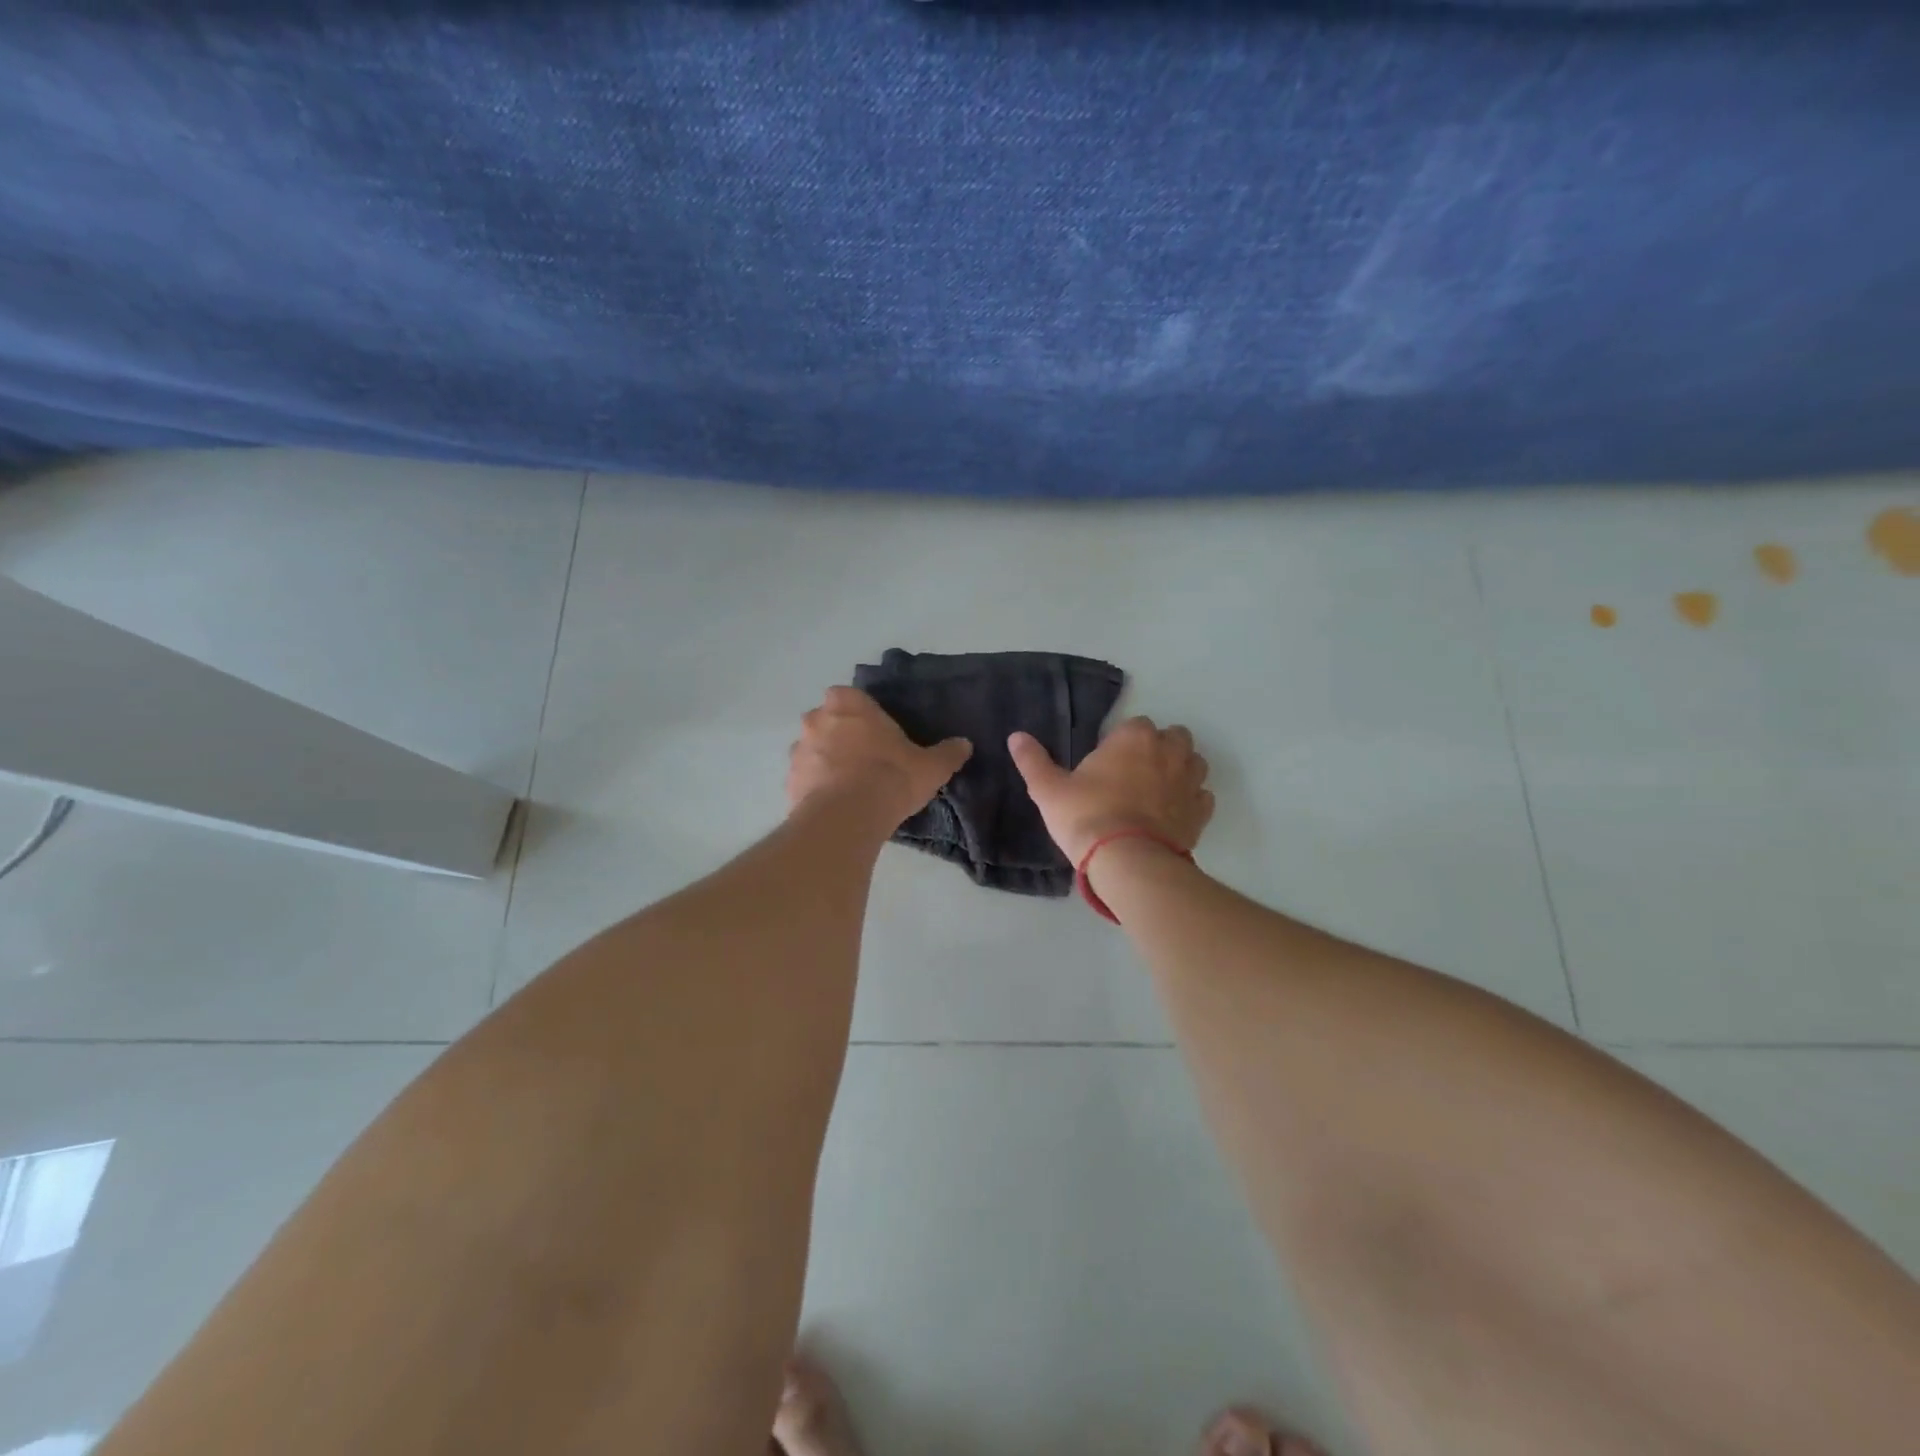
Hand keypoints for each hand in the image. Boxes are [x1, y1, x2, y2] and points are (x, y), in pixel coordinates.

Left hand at [787, 686, 971, 827]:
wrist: (847, 818)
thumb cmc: (890, 777)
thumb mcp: (930, 767)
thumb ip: (947, 753)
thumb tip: (964, 744)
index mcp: (848, 703)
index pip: (852, 697)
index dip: (864, 715)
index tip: (878, 735)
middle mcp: (817, 719)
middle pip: (829, 721)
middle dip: (842, 736)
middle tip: (866, 760)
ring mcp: (799, 750)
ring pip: (814, 750)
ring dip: (827, 762)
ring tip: (851, 787)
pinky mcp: (789, 781)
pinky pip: (806, 779)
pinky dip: (817, 788)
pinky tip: (837, 805)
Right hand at [1008, 716, 1213, 866]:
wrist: (1128, 862)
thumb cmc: (1086, 817)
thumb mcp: (1049, 790)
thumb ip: (1033, 760)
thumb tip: (1015, 736)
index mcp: (1134, 737)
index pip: (1135, 724)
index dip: (1122, 741)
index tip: (1108, 762)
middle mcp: (1169, 752)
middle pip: (1173, 737)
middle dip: (1159, 748)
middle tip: (1134, 772)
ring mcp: (1189, 782)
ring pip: (1194, 763)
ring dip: (1181, 769)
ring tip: (1157, 790)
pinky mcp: (1200, 813)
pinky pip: (1202, 796)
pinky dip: (1191, 800)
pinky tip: (1173, 813)